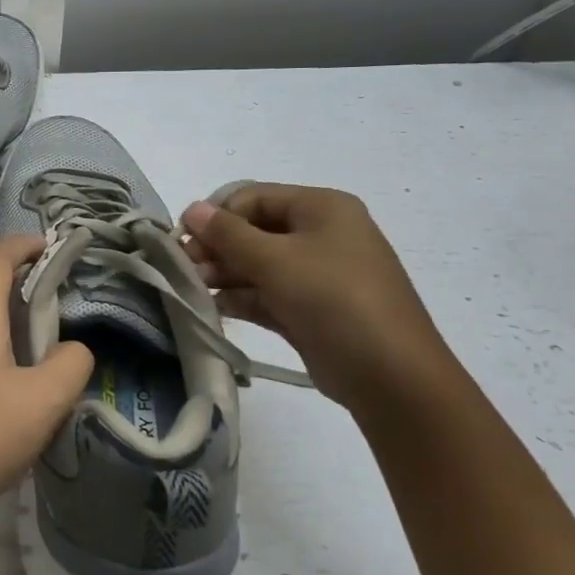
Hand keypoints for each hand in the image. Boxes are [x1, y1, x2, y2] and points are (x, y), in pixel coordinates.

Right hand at [180, 184, 456, 409]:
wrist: (391, 376)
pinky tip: (215, 307)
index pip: (254, 198)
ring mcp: (318, 274)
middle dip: (218, 248)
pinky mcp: (312, 310)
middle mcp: (322, 234)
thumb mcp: (276, 261)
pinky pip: (269, 293)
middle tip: (186, 270)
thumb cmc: (333, 300)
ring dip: (225, 274)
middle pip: (255, 231)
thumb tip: (192, 209)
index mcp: (322, 208)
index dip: (217, 216)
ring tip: (195, 290)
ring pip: (260, 264)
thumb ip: (228, 234)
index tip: (183, 240)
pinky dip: (242, 298)